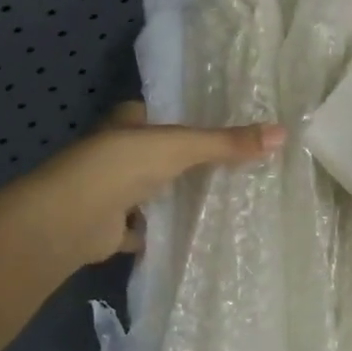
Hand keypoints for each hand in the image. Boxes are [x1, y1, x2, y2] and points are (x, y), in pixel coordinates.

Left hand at [25, 102, 285, 268]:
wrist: (68, 220)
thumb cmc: (120, 166)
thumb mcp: (180, 146)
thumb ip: (227, 142)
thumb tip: (283, 133)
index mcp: (127, 123)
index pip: (160, 114)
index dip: (186, 118)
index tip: (221, 127)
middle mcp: (115, 154)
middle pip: (157, 154)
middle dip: (184, 161)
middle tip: (231, 164)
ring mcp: (110, 192)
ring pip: (150, 190)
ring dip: (172, 195)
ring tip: (220, 198)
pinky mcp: (109, 227)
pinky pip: (142, 229)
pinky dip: (159, 232)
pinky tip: (189, 236)